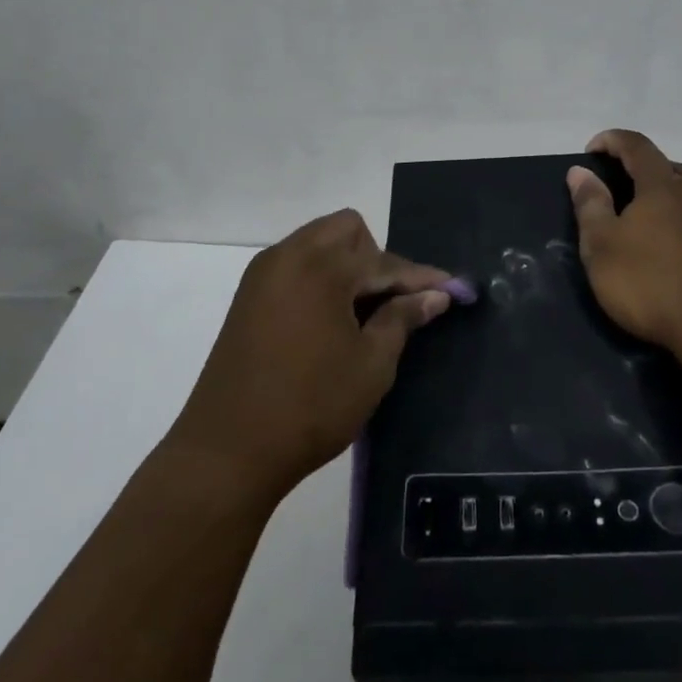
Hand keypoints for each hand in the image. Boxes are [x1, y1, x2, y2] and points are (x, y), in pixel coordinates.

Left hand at [169, 209, 453, 506]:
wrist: (227, 450)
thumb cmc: (311, 406)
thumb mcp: (371, 365)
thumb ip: (403, 318)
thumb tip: (435, 294)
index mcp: (321, 267)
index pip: (384, 262)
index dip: (422, 278)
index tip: (454, 289)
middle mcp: (288, 256)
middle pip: (347, 231)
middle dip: (378, 259)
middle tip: (393, 303)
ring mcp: (263, 274)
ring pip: (318, 244)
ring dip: (347, 265)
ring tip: (365, 312)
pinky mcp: (248, 296)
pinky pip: (296, 265)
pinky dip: (321, 277)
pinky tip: (332, 318)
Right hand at [567, 129, 681, 365]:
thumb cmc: (653, 283)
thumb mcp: (603, 247)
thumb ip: (590, 205)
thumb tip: (580, 171)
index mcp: (662, 184)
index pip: (636, 145)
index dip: (611, 140)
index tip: (591, 150)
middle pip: (666, 168)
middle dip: (639, 172)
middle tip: (618, 193)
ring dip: (666, 199)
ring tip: (648, 224)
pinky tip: (679, 250)